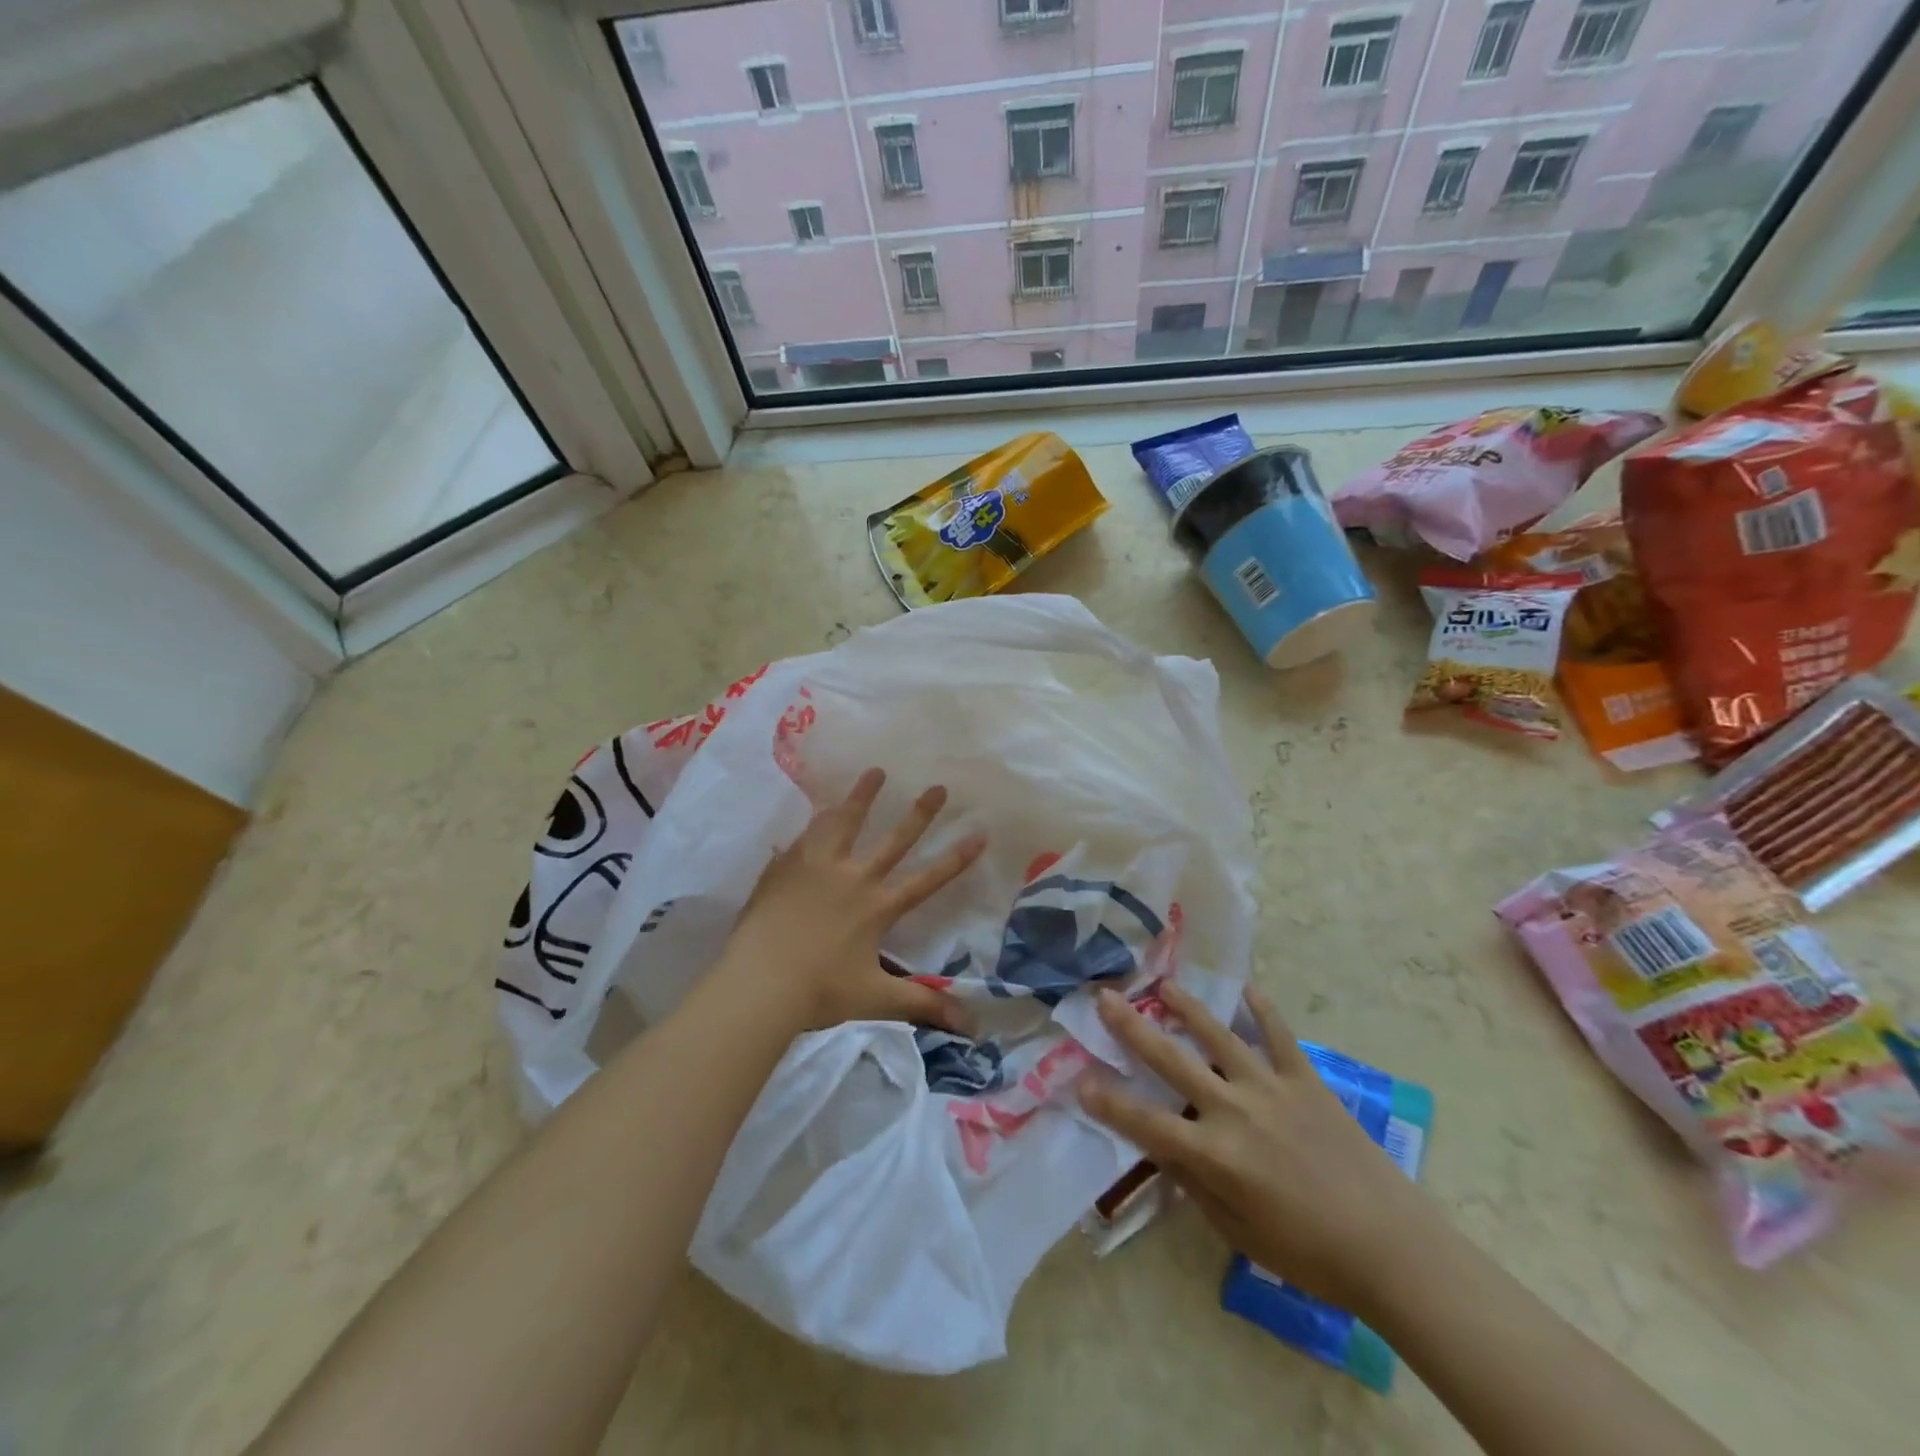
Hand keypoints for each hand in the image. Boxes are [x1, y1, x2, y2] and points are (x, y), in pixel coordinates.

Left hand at [718, 768, 986, 1034]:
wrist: (759, 983)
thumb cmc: (819, 993)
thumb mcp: (876, 999)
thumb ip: (924, 1006)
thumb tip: (973, 1028)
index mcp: (878, 907)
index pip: (927, 879)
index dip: (956, 858)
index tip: (980, 832)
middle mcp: (853, 878)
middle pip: (893, 839)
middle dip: (919, 813)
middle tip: (938, 786)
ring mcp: (817, 867)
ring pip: (845, 823)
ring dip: (862, 797)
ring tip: (875, 772)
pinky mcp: (786, 867)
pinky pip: (806, 836)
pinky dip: (817, 821)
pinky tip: (817, 810)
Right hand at [1078, 983, 1434, 1318]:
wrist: (1390, 1247)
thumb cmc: (1309, 1254)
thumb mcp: (1239, 1234)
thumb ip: (1196, 1187)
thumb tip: (1167, 1152)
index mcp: (1214, 1155)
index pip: (1146, 1123)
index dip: (1109, 1102)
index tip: (1079, 1080)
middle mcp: (1233, 1110)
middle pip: (1172, 1060)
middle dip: (1132, 1029)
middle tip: (1106, 998)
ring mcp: (1270, 1088)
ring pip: (1219, 1036)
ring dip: (1188, 1008)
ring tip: (1163, 985)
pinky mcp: (1305, 1080)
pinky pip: (1278, 1035)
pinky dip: (1262, 1009)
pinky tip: (1247, 987)